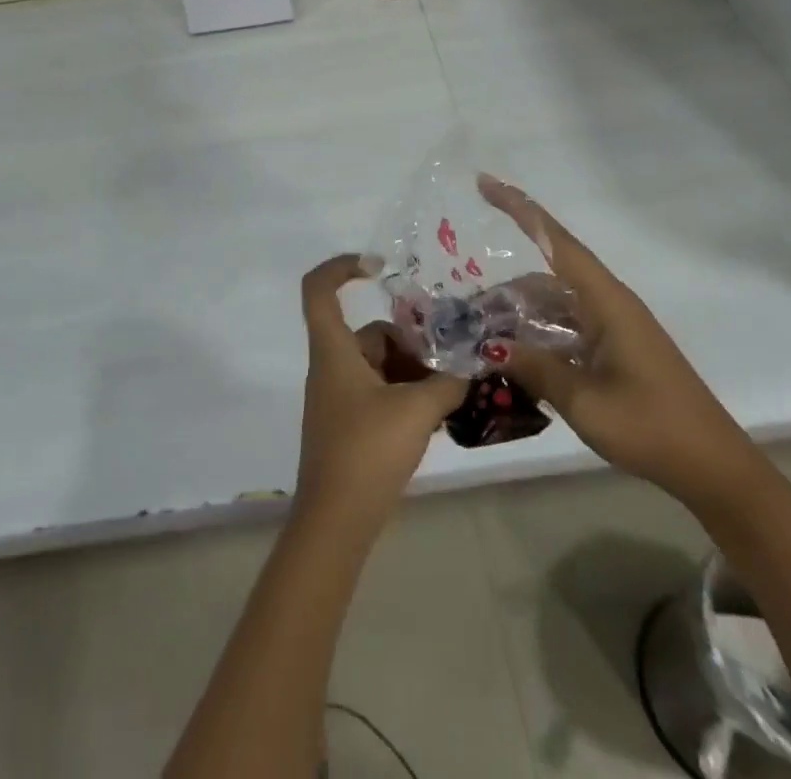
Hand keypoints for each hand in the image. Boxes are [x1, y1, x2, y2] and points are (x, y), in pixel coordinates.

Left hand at [294, 254, 467, 532]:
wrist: (336, 523)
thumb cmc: (366, 452)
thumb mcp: (416, 411)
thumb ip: (447, 382)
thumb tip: (471, 364)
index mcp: (334, 351)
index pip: (319, 289)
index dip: (341, 267)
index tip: (379, 268)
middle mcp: (332, 366)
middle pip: (370, 333)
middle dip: (411, 339)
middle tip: (452, 353)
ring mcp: (339, 398)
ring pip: (380, 364)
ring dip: (415, 370)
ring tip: (455, 386)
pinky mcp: (350, 424)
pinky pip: (381, 391)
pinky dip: (407, 394)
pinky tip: (441, 412)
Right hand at [477, 176, 758, 508]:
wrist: (714, 468)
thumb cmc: (652, 427)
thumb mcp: (585, 401)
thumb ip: (535, 368)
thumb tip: (490, 346)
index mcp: (606, 302)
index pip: (556, 241)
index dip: (519, 209)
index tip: (485, 184)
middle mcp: (609, 304)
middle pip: (546, 276)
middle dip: (506, 290)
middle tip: (469, 316)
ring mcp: (613, 327)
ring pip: (554, 304)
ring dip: (520, 316)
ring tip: (485, 342)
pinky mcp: (616, 349)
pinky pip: (567, 327)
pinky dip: (539, 335)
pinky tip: (517, 360)